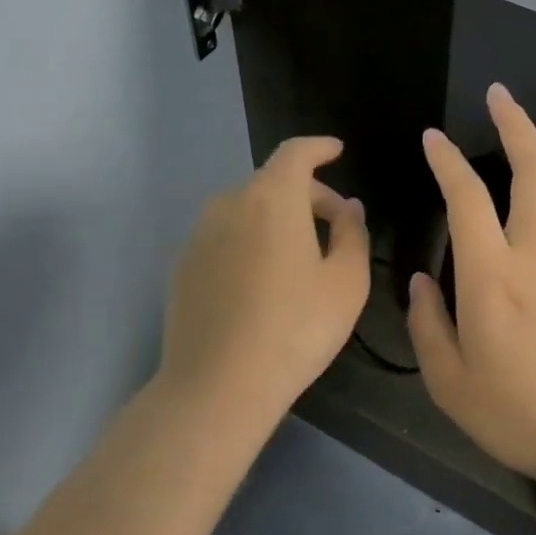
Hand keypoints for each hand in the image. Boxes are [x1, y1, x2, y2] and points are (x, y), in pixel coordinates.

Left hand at [156, 137, 369, 430]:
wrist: (217, 387)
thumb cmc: (295, 328)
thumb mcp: (347, 282)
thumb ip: (352, 233)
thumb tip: (348, 208)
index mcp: (272, 198)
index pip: (296, 153)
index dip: (319, 147)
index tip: (337, 151)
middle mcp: (229, 203)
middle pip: (273, 181)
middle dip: (308, 193)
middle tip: (336, 224)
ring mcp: (199, 234)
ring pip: (246, 208)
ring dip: (277, 216)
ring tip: (300, 253)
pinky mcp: (183, 265)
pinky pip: (225, 234)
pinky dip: (250, 238)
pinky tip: (263, 279)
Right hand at [408, 85, 535, 479]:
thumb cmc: (513, 412)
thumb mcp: (448, 380)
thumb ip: (428, 321)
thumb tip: (425, 279)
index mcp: (492, 277)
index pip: (467, 198)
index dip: (447, 161)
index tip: (432, 137)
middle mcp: (535, 255)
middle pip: (533, 171)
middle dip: (516, 124)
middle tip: (498, 94)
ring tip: (519, 127)